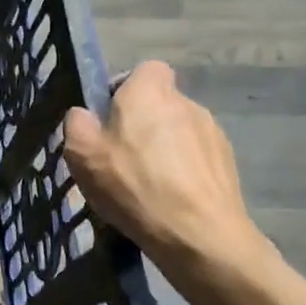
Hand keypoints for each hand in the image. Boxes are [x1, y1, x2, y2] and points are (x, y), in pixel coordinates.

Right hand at [62, 61, 266, 275]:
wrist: (199, 235)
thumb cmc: (133, 185)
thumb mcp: (82, 154)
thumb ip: (77, 124)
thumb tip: (84, 115)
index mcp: (149, 92)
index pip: (145, 69)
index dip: (126, 88)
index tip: (109, 117)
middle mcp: (186, 103)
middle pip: (160, 103)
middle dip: (142, 123)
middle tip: (121, 157)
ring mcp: (213, 133)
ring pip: (179, 131)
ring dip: (164, 148)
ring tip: (147, 184)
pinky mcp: (229, 163)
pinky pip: (197, 157)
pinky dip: (184, 171)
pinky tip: (170, 200)